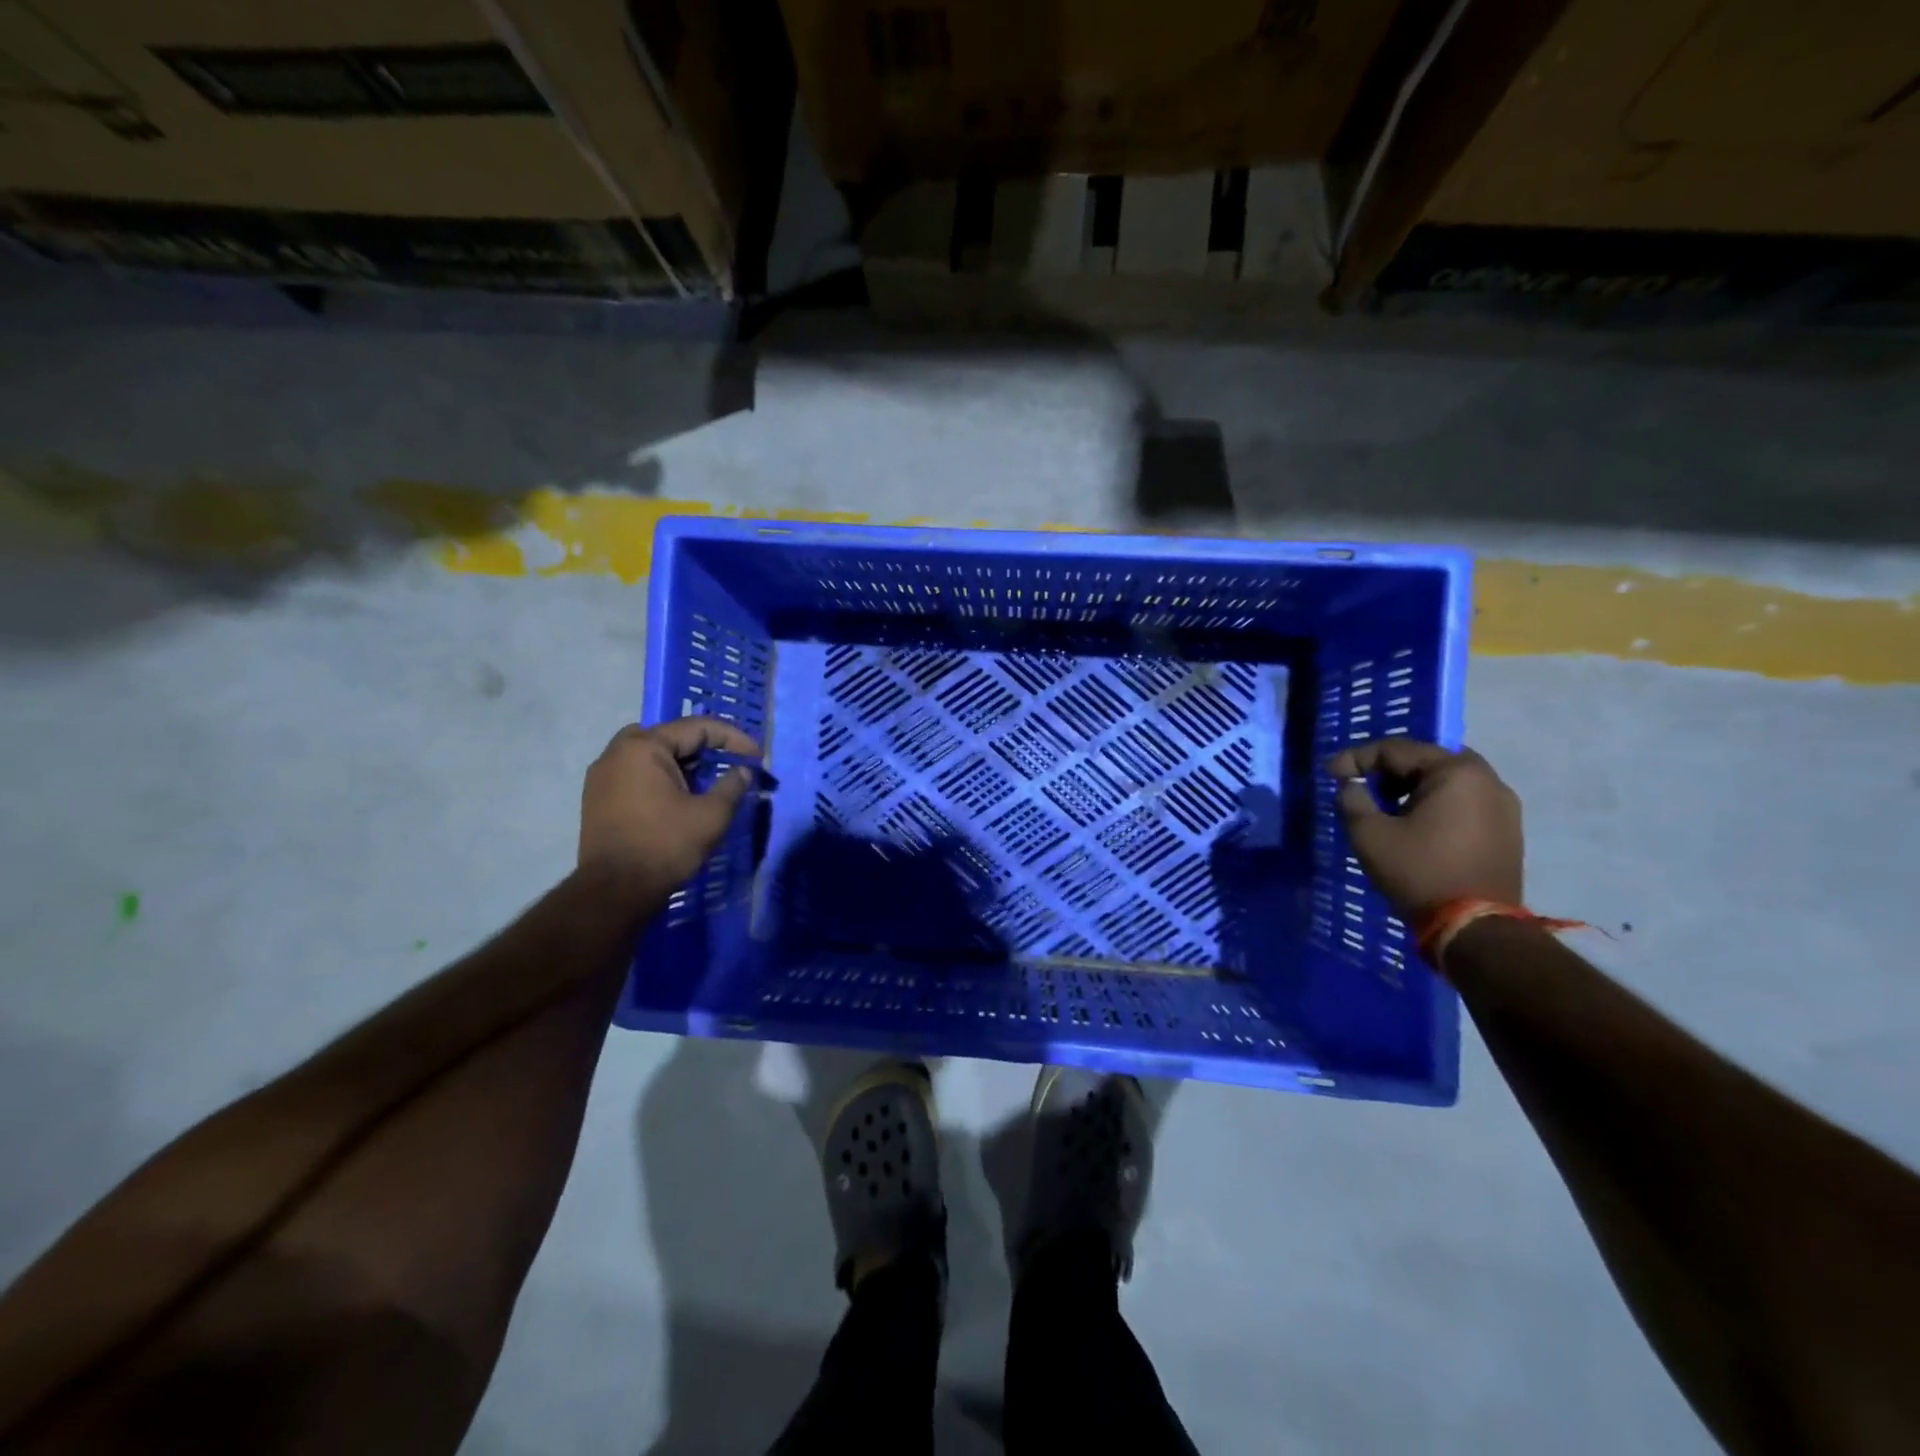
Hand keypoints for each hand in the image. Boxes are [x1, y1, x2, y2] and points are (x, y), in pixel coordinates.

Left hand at [579, 718, 760, 891]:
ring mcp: (602, 775)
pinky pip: (637, 774)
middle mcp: (617, 752)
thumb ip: (732, 786)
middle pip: (671, 737)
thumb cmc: (666, 846)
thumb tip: (743, 771)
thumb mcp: (711, 815)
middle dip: (705, 748)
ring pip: (652, 755)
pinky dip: (662, 777)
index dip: (733, 738)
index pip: (697, 728)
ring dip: (683, 763)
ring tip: (708, 782)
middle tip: (730, 764)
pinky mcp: (598, 798)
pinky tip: (680, 797)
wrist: (614, 892)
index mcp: (644, 747)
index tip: (757, 756)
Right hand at [1325, 739, 1522, 920]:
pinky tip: (1413, 826)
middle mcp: (1488, 780)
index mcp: (1456, 772)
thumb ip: (1353, 799)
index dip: (1357, 758)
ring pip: (1446, 782)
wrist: (1475, 929)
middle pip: (1426, 760)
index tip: (1330, 775)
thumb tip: (1352, 785)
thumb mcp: (1369, 833)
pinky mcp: (1507, 831)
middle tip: (1360, 787)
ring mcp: (1503, 806)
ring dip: (1411, 788)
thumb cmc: (1418, 872)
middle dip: (1387, 771)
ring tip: (1383, 808)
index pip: (1396, 749)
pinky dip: (1434, 805)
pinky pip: (1463, 803)